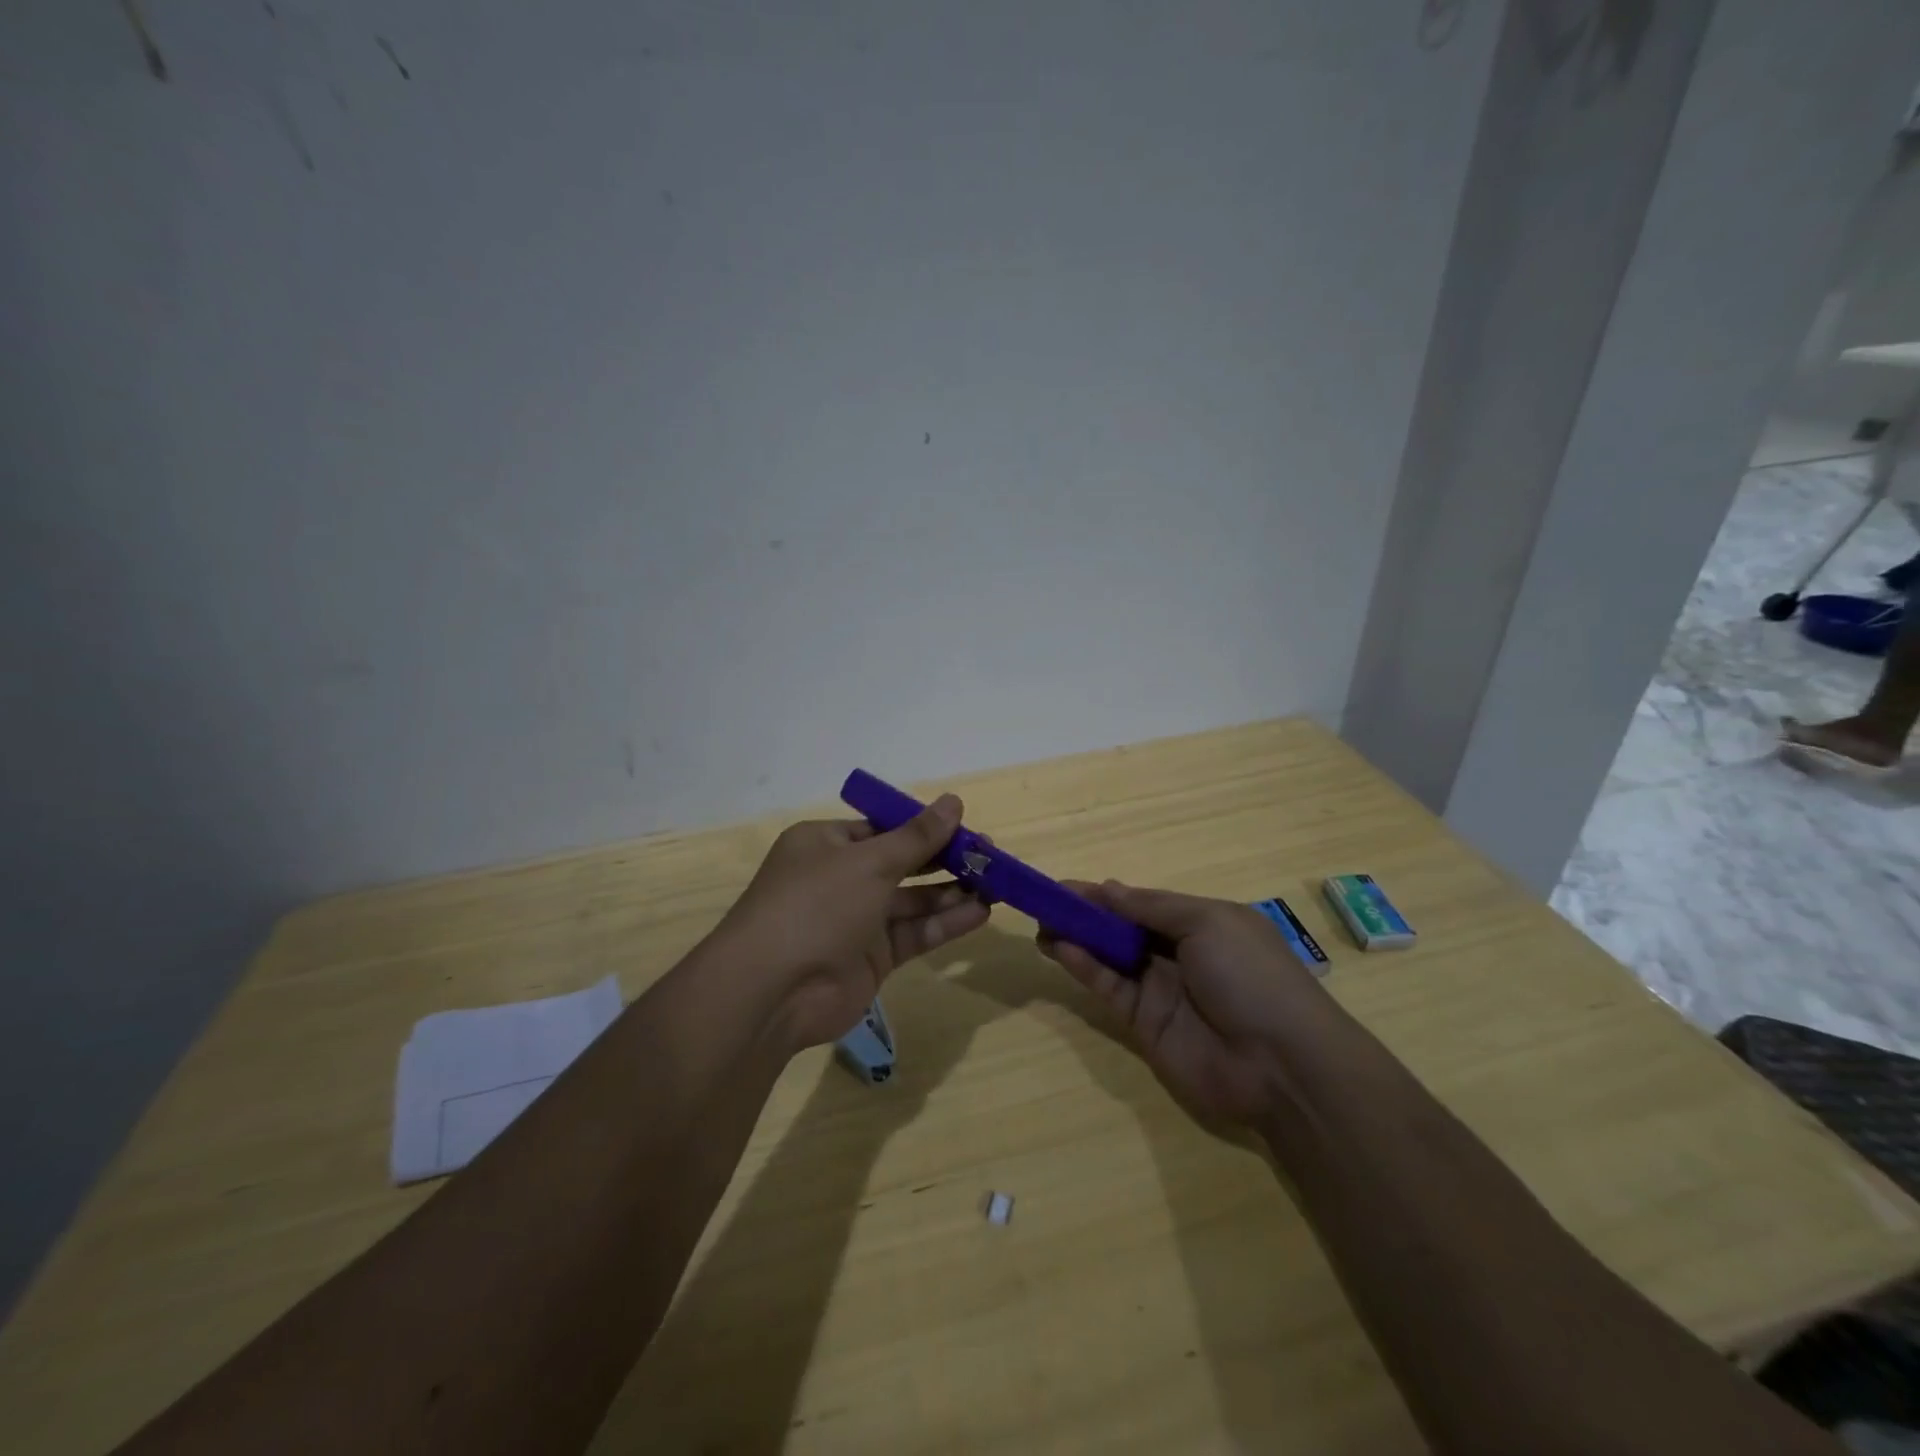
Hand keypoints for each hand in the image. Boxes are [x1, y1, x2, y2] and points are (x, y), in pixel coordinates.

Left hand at [717, 794, 990, 1048]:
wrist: (773, 991)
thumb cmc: (816, 905)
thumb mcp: (869, 862)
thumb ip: (917, 837)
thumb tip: (954, 801)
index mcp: (826, 844)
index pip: (882, 828)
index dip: (924, 826)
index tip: (965, 827)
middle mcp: (840, 879)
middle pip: (902, 863)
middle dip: (944, 859)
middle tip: (990, 856)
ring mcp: (856, 921)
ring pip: (912, 900)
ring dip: (952, 892)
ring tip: (997, 884)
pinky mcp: (872, 958)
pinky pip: (914, 933)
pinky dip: (945, 923)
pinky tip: (981, 913)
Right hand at [1038, 881, 1325, 1124]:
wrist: (1281, 1064)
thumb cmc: (1250, 975)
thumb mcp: (1208, 922)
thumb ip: (1153, 907)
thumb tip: (1108, 888)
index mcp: (1200, 923)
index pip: (1143, 903)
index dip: (1106, 894)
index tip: (1066, 885)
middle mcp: (1177, 953)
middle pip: (1122, 928)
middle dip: (1086, 914)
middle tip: (1045, 903)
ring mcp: (1160, 989)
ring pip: (1109, 956)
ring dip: (1077, 938)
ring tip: (1041, 922)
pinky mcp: (1143, 1023)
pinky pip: (1108, 987)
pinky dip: (1083, 966)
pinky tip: (1059, 947)